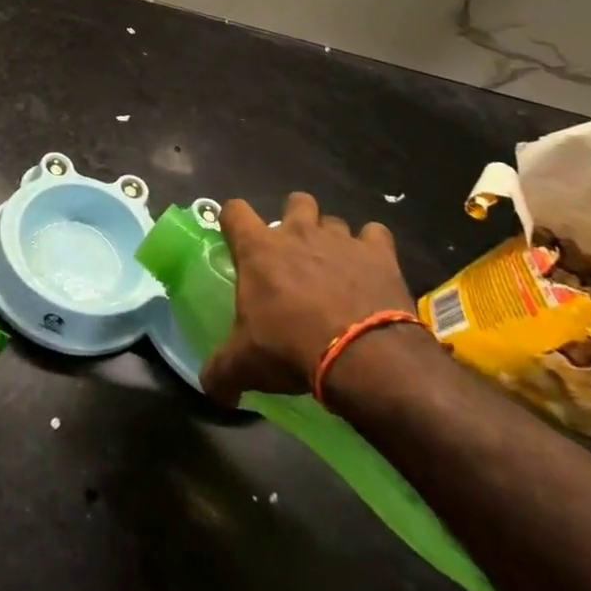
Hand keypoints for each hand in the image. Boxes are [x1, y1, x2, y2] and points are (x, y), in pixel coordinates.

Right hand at [200, 193, 418, 406]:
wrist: (362, 357)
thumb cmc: (291, 348)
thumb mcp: (245, 364)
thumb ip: (220, 372)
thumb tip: (212, 389)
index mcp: (258, 249)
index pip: (234, 210)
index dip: (233, 220)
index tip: (237, 240)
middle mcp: (298, 232)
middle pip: (295, 201)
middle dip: (294, 219)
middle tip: (294, 254)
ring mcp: (340, 239)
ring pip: (334, 220)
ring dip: (332, 238)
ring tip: (335, 268)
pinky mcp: (378, 253)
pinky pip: (376, 234)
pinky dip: (373, 248)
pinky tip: (371, 269)